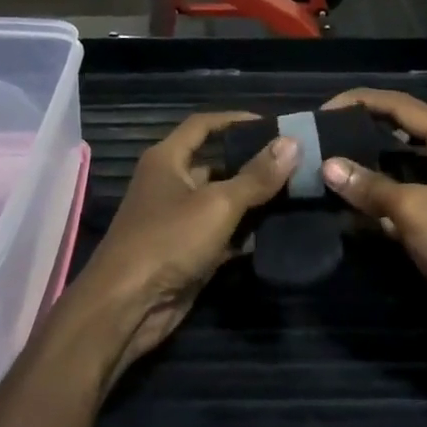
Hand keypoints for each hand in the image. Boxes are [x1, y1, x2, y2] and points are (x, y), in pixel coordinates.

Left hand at [73, 113, 296, 385]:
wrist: (128, 306)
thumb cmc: (168, 240)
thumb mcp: (217, 204)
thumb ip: (256, 176)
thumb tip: (293, 142)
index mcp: (167, 159)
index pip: (203, 125)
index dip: (235, 120)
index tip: (273, 124)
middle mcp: (170, 184)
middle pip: (217, 164)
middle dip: (253, 164)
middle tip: (297, 163)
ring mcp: (179, 220)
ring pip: (223, 202)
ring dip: (254, 201)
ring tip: (298, 194)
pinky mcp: (188, 252)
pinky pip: (223, 234)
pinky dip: (247, 233)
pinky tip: (281, 232)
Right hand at [318, 89, 426, 343]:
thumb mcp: (416, 210)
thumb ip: (371, 186)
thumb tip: (327, 166)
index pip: (400, 106)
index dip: (360, 102)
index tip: (323, 110)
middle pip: (397, 133)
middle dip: (359, 133)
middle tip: (318, 137)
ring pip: (395, 168)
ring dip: (364, 168)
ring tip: (322, 164)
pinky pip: (398, 198)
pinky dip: (374, 199)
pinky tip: (343, 202)